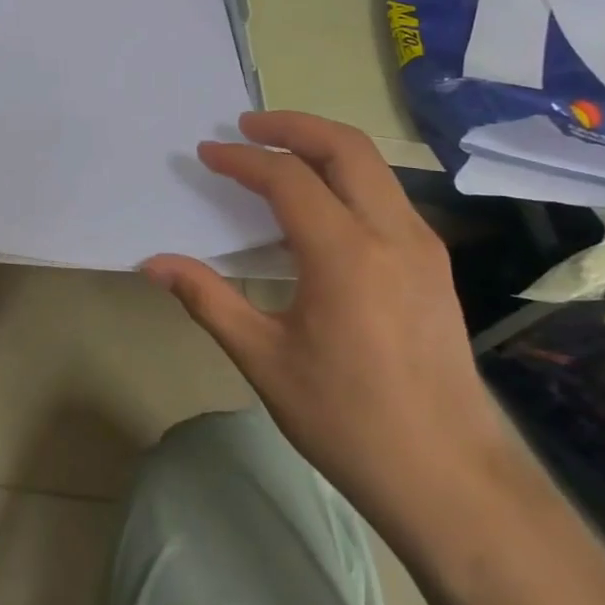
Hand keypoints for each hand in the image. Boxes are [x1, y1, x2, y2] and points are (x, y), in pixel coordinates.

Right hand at [145, 112, 508, 530]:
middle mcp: (392, 234)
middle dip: (291, 125)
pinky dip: (346, 178)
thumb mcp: (264, 359)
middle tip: (246, 126)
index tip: (205, 153)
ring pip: (373, 166)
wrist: (452, 479)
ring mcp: (423, 247)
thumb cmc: (348, 420)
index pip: (287, 177)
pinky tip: (317, 208)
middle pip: (345, 147)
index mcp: (345, 254)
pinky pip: (386, 196)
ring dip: (322, 146)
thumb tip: (152, 263)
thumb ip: (206, 298)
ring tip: (277, 155)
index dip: (241, 159)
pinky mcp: (435, 265)